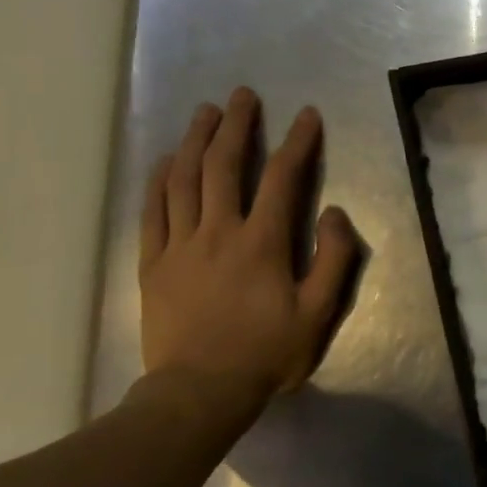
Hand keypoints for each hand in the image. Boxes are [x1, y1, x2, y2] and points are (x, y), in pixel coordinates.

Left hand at [140, 88, 359, 414]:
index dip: (297, 142)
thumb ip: (333, 259)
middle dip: (237, 125)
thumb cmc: (266, 352)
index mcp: (262, 242)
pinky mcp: (152, 263)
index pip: (282, 179)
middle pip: (224, 166)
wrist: (199, 391)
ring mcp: (179, 245)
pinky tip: (167, 159)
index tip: (307, 115)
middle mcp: (218, 232)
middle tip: (243, 95)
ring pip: (184, 180)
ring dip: (197, 140)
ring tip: (206, 112)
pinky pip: (153, 210)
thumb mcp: (318, 312)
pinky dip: (160, 179)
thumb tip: (332, 212)